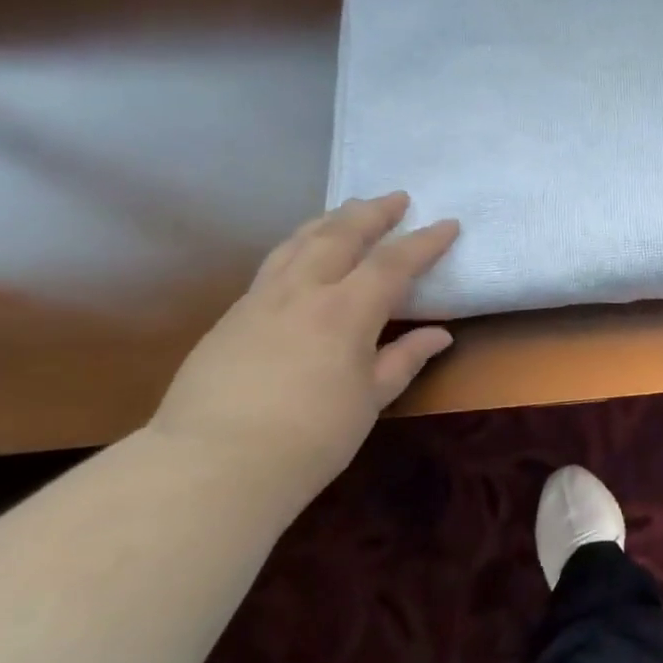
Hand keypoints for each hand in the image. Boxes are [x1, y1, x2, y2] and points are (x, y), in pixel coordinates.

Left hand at [148, 193, 458, 491]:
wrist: (213, 465)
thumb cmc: (310, 438)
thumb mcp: (370, 401)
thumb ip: (404, 359)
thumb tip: (439, 335)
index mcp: (346, 311)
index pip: (393, 263)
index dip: (424, 241)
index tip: (448, 223)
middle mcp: (303, 291)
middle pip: (340, 234)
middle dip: (372, 212)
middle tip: (396, 198)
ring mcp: (261, 299)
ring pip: (299, 241)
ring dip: (330, 219)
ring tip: (349, 210)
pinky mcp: (232, 316)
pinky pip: (273, 264)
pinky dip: (298, 245)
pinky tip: (302, 253)